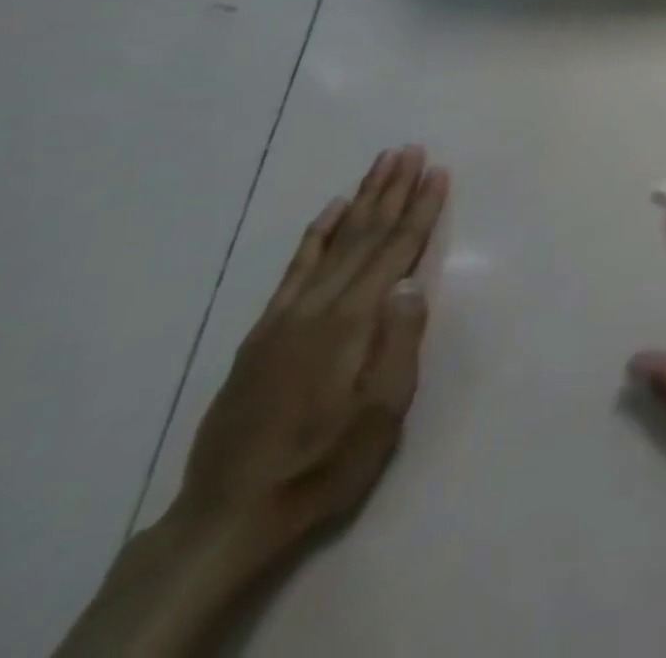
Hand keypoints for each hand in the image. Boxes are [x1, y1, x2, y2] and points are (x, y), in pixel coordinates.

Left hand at [178, 146, 449, 564]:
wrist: (227, 516)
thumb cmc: (321, 466)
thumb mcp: (379, 416)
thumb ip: (398, 345)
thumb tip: (411, 283)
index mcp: (350, 322)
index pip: (395, 251)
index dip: (421, 210)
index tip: (439, 172)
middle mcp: (317, 306)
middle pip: (364, 235)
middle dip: (393, 189)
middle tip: (411, 150)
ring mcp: (285, 316)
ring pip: (333, 241)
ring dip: (361, 199)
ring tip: (380, 164)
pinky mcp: (264, 332)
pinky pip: (295, 268)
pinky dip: (316, 234)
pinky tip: (330, 211)